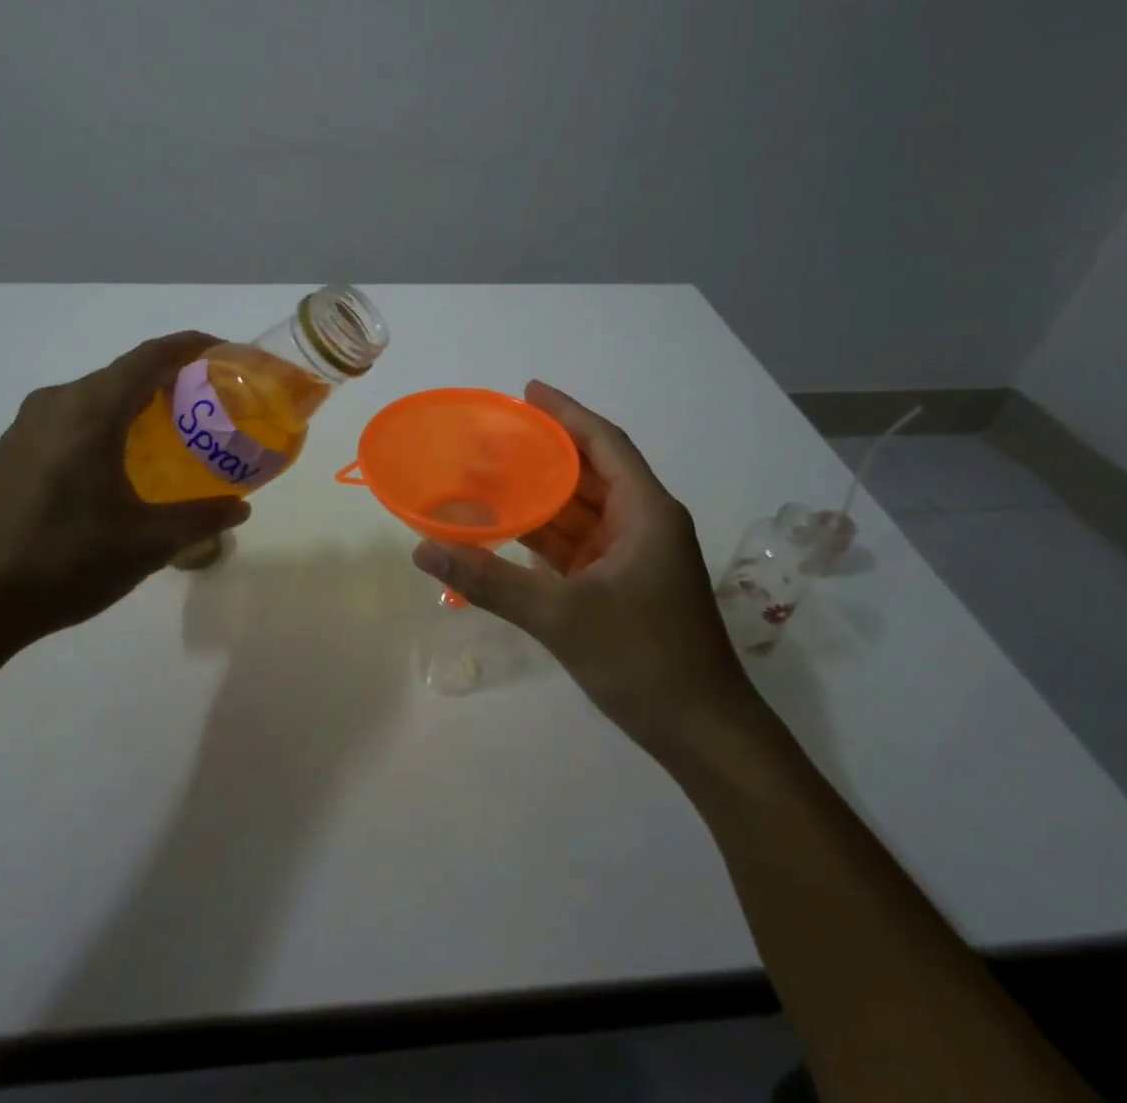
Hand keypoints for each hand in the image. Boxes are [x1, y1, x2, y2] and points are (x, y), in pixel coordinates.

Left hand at [0, 331, 251, 663]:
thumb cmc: (61, 562)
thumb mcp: (145, 544)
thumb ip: (200, 519)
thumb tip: (239, 509)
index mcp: (89, 410)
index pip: (151, 356)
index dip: (192, 346)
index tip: (228, 352)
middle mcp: (56, 404)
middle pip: (124, 374)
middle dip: (171, 380)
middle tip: (210, 405)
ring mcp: (25, 428)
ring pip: (96, 399)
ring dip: (137, 405)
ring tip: (174, 435)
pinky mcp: (9, 454)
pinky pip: (71, 421)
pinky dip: (108, 426)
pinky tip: (122, 466)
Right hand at [411, 381, 759, 757]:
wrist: (703, 735)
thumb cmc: (644, 660)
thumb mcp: (561, 616)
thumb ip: (490, 581)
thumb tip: (424, 549)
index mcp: (646, 512)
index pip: (604, 443)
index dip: (566, 413)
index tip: (527, 391)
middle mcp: (643, 524)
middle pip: (589, 472)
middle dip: (543, 452)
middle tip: (491, 436)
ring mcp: (633, 557)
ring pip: (581, 510)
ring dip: (540, 495)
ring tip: (488, 475)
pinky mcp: (622, 585)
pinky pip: (577, 544)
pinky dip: (544, 535)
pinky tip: (506, 529)